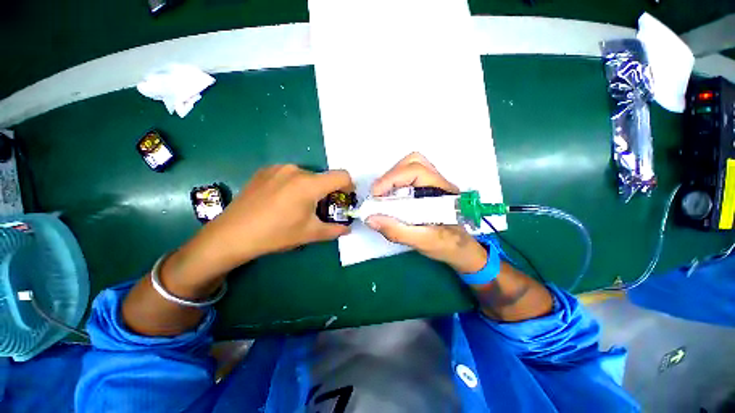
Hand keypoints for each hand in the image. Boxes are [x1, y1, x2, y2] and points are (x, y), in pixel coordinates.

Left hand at [190, 165, 353, 272]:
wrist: (232, 234)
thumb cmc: (276, 234)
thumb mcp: (310, 234)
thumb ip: (334, 230)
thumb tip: (347, 229)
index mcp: (309, 184)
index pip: (342, 176)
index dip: (349, 186)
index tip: (345, 198)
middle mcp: (296, 170)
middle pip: (323, 177)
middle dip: (327, 192)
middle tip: (319, 209)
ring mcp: (278, 168)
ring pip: (306, 176)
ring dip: (310, 188)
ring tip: (298, 206)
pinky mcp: (265, 170)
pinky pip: (289, 175)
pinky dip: (294, 185)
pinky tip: (281, 200)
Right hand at [366, 153, 486, 273]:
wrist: (460, 249)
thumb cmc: (446, 245)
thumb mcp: (422, 242)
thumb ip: (397, 231)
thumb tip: (370, 218)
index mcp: (443, 192)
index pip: (416, 171)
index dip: (392, 178)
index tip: (375, 195)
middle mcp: (439, 182)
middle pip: (414, 162)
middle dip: (392, 175)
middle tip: (379, 194)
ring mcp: (433, 183)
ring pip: (410, 166)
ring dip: (392, 178)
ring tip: (383, 196)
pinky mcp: (426, 188)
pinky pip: (408, 177)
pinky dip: (395, 184)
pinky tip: (390, 198)